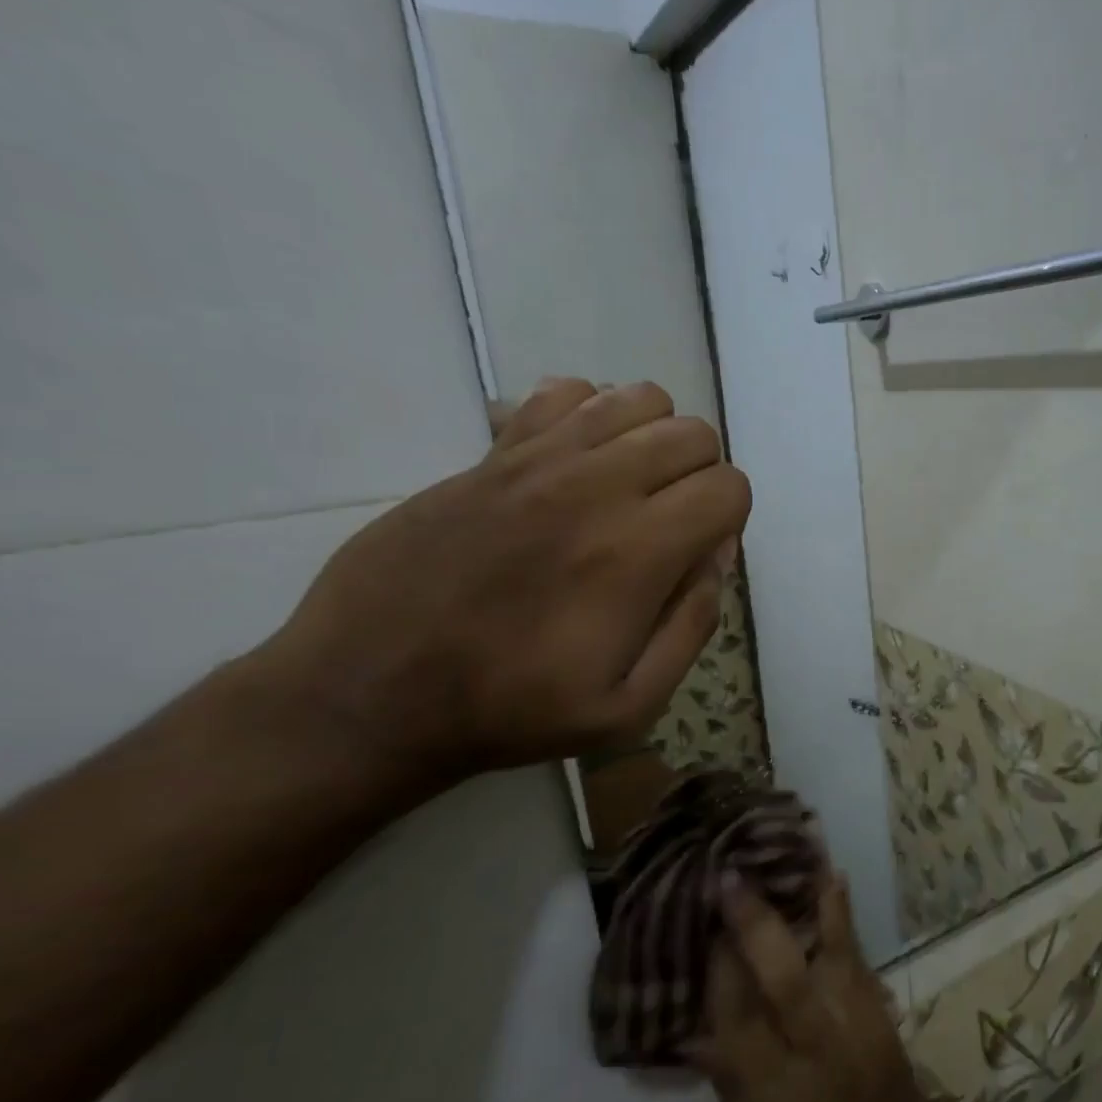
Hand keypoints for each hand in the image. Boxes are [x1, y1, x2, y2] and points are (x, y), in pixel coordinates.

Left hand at [259, 378, 749, 781]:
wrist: (372, 690)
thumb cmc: (510, 709)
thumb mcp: (629, 707)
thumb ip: (692, 627)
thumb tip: (715, 558)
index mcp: (636, 552)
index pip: (728, 487)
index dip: (729, 521)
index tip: (697, 555)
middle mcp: (595, 487)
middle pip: (692, 434)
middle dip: (700, 477)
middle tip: (669, 524)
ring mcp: (537, 461)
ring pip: (637, 400)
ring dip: (653, 440)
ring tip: (630, 488)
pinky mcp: (490, 454)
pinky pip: (564, 392)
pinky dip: (589, 416)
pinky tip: (575, 465)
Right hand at [693, 875, 952, 1101]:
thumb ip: (726, 1077)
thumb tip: (689, 1024)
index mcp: (776, 1096)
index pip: (738, 1020)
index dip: (718, 970)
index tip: (704, 925)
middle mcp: (819, 1052)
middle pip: (784, 980)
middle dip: (754, 926)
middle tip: (729, 877)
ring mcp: (858, 1027)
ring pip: (832, 955)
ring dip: (810, 901)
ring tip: (793, 850)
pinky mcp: (881, 1014)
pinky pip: (858, 956)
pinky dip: (842, 917)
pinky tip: (833, 879)